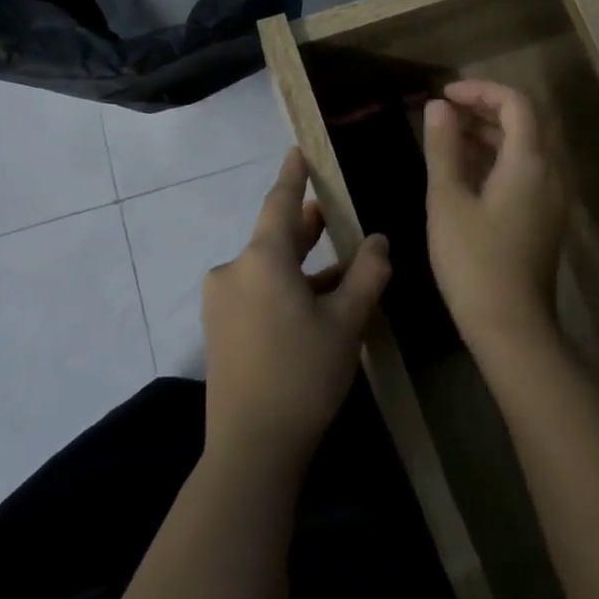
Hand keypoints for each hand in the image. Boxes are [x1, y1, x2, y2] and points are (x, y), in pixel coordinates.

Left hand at [201, 149, 390, 471]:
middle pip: (275, 236)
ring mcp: (222, 302)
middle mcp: (234, 271)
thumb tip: (378, 241)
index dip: (292, 174)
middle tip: (335, 212)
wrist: (252, 447)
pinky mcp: (221, 329)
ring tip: (342, 265)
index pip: (279, 202)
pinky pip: (258, 292)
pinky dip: (287, 288)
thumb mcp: (347, 321)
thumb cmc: (304, 374)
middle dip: (306, 224)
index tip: (298, 150)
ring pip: (269, 267)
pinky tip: (318, 304)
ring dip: (303, 264)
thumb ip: (367, 273)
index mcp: (262, 259)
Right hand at [421, 80, 566, 346]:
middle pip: (528, 120)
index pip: (516, 102)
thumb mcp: (448, 201)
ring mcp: (553, 196)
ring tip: (451, 135)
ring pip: (530, 146)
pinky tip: (470, 169)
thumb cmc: (473, 262)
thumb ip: (443, 148)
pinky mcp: (548, 216)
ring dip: (494, 132)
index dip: (480, 90)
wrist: (511, 325)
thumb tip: (438, 107)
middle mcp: (551, 172)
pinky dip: (502, 157)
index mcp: (530, 162)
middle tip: (449, 111)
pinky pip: (530, 169)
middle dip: (488, 107)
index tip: (445, 96)